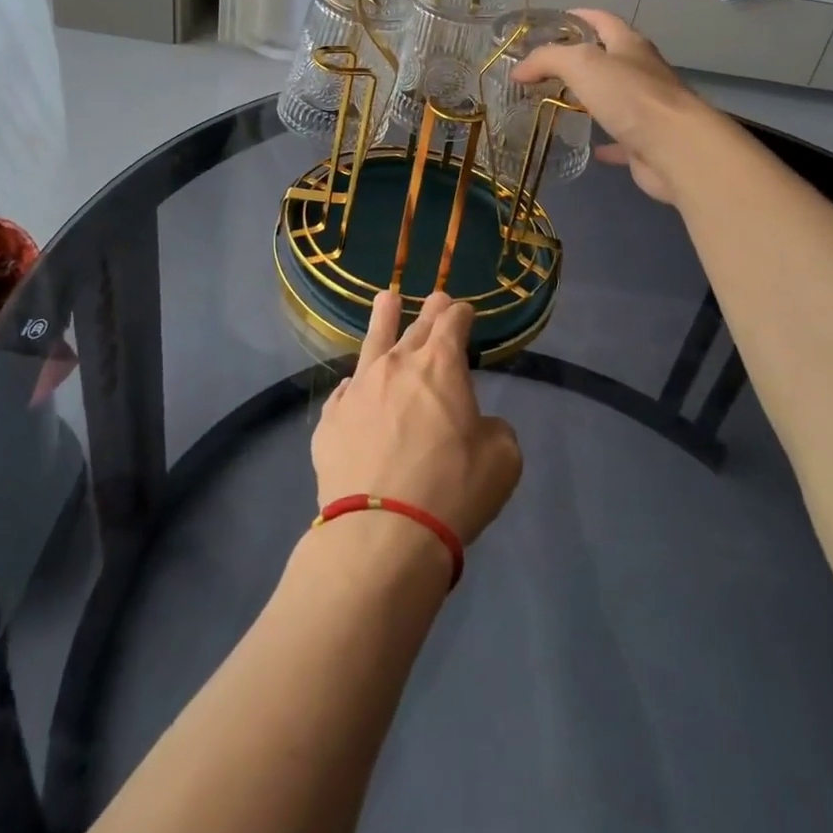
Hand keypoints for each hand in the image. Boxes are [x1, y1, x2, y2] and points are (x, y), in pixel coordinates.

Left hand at [313, 291, 521, 547]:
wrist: (381, 533)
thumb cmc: (452, 490)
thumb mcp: (501, 459)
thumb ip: (494, 428)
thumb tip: (476, 424)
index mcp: (441, 366)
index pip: (453, 322)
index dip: (461, 313)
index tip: (465, 312)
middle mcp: (396, 365)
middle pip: (416, 326)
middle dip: (431, 311)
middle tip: (437, 299)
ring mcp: (358, 388)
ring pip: (372, 342)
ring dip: (383, 318)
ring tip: (386, 299)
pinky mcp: (331, 419)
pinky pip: (346, 392)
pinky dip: (357, 386)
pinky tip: (355, 389)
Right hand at [510, 8, 713, 205]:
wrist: (675, 148)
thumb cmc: (630, 96)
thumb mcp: (582, 64)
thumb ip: (548, 59)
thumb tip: (519, 69)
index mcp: (630, 45)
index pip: (603, 20)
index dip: (578, 15)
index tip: (553, 21)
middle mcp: (641, 72)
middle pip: (609, 58)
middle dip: (579, 59)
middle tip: (545, 68)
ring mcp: (646, 108)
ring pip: (614, 98)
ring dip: (590, 99)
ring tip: (558, 103)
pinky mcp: (645, 141)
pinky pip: (619, 138)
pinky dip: (604, 141)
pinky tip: (587, 146)